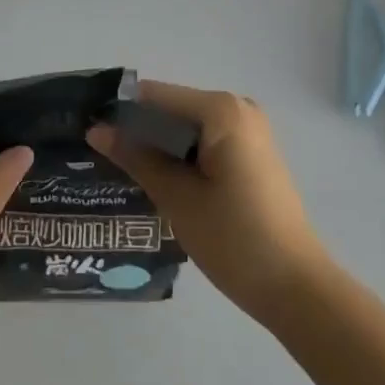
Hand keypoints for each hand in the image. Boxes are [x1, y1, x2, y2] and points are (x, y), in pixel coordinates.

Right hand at [87, 80, 326, 323]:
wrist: (296, 288)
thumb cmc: (234, 239)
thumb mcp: (177, 197)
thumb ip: (136, 157)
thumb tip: (96, 129)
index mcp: (221, 110)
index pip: (156, 96)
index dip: (121, 112)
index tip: (88, 132)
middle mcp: (237, 108)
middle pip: (173, 108)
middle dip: (139, 130)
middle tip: (101, 156)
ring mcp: (249, 130)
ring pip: (188, 127)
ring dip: (159, 145)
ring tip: (122, 170)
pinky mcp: (253, 153)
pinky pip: (206, 141)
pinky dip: (182, 155)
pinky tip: (160, 180)